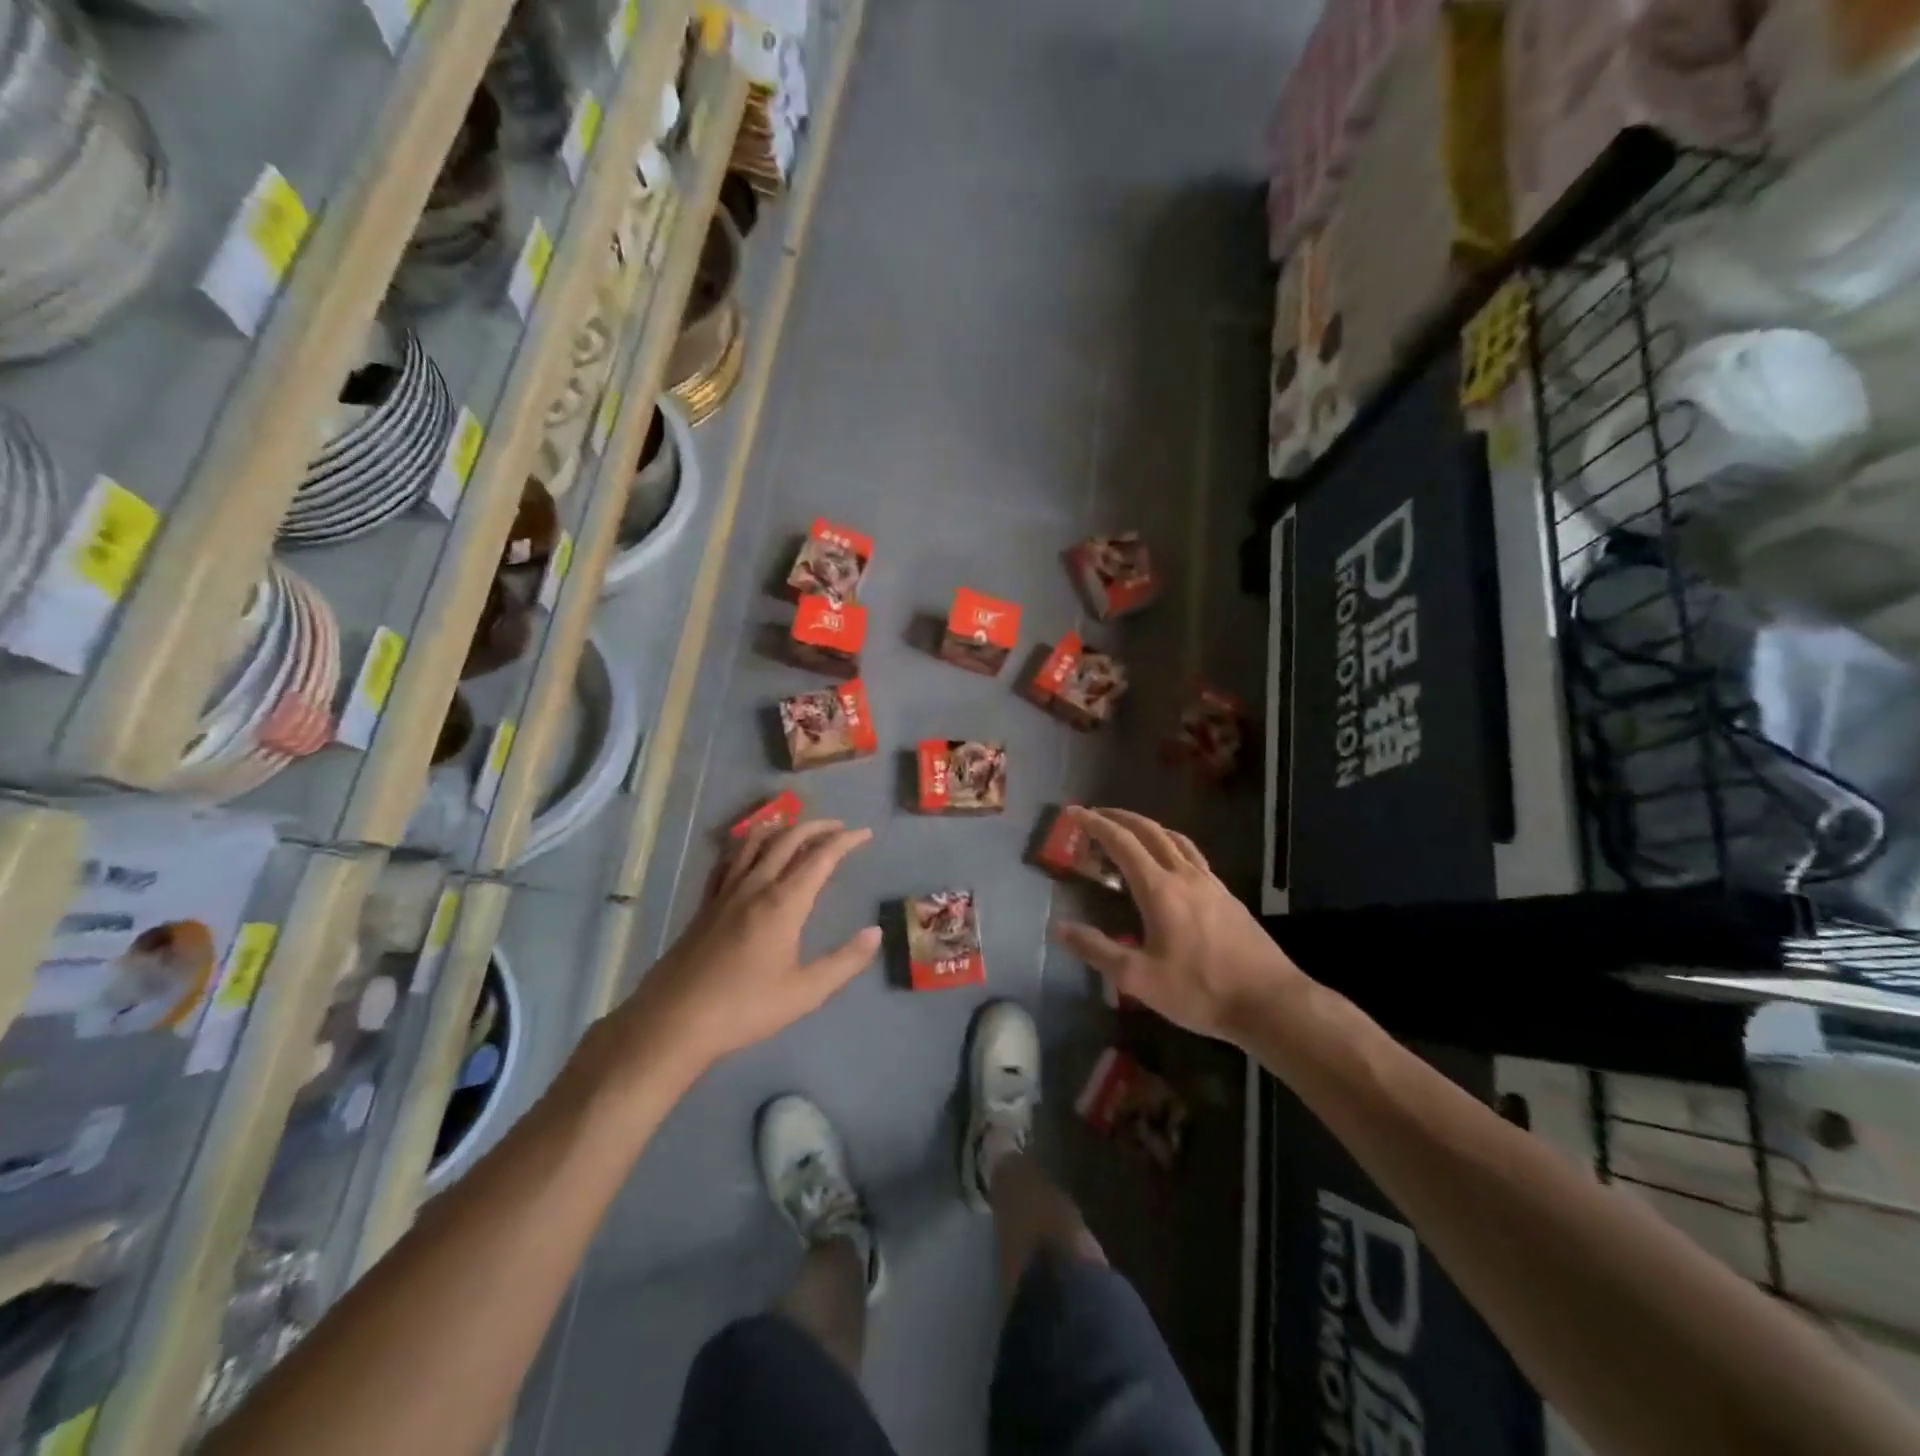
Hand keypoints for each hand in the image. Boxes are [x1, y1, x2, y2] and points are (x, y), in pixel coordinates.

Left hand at [604, 820, 879, 1083]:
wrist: (674, 1020)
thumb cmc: (744, 1008)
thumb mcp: (805, 992)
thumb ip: (844, 961)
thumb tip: (875, 932)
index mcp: (783, 903)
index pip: (821, 857)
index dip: (845, 841)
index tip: (865, 833)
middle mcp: (755, 886)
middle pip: (788, 839)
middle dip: (817, 827)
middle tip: (839, 827)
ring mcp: (726, 892)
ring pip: (755, 842)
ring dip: (782, 828)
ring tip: (798, 827)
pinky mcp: (706, 903)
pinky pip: (728, 859)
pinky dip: (746, 844)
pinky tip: (748, 850)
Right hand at [1053, 807, 1308, 1042]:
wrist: (1270, 1002)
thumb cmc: (1200, 991)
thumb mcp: (1139, 979)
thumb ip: (1098, 950)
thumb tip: (1059, 928)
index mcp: (1160, 889)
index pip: (1121, 843)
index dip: (1095, 824)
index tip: (1074, 812)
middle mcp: (1185, 876)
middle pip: (1150, 831)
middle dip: (1120, 817)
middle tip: (1097, 814)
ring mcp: (1211, 884)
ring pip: (1175, 840)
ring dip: (1148, 828)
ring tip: (1131, 831)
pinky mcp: (1227, 897)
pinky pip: (1193, 856)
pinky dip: (1171, 846)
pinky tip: (1171, 865)